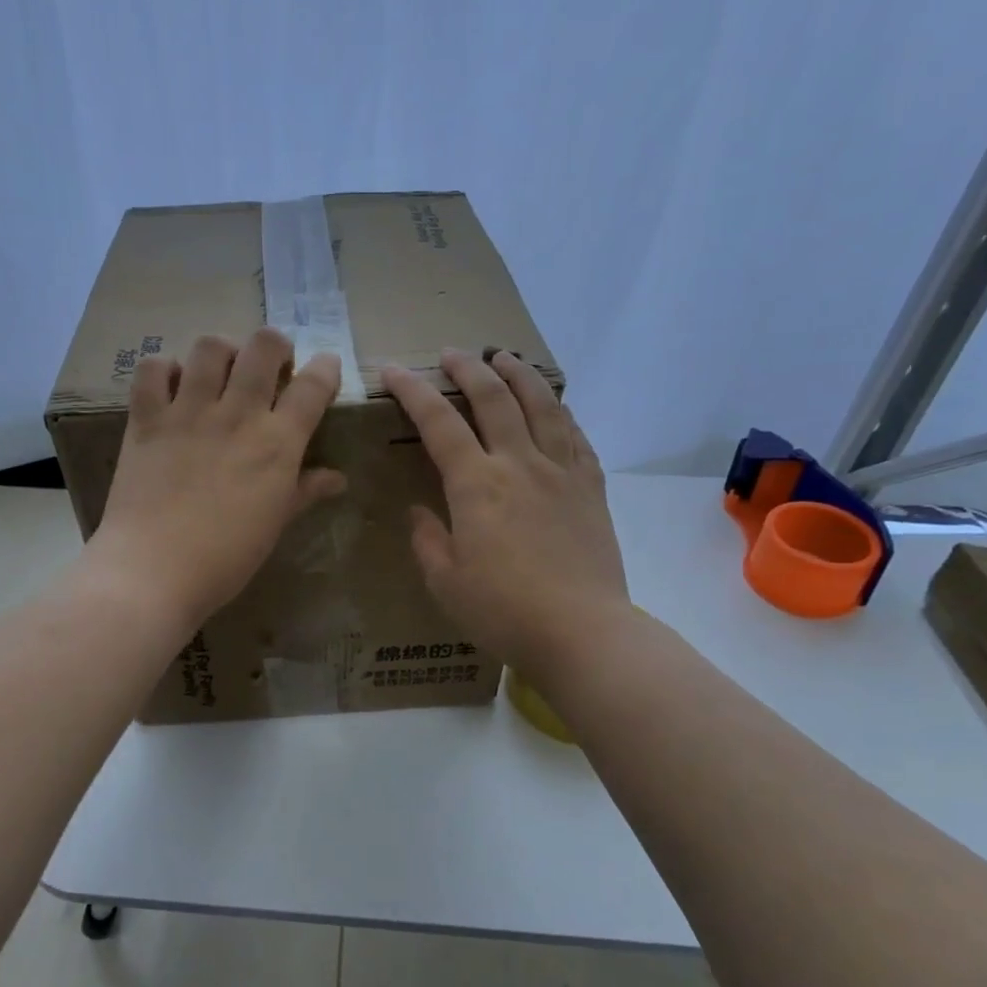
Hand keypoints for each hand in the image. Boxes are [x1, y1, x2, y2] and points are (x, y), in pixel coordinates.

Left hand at [93, 329, 344, 627]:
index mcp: (277, 444)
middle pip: (264, 347)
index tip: (325, 369)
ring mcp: (188, 412)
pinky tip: (172, 386)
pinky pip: (153, 370)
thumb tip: (337, 478)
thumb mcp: (274, 525)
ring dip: (223, 351)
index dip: (325, 368)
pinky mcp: (146, 419)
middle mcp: (237, 415)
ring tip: (221, 371)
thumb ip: (304, 492)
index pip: (313, 386)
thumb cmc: (225, 558)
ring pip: (211, 346)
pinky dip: (165, 369)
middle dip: (275, 346)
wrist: (153, 571)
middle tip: (270, 368)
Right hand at [382, 349, 628, 678]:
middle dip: (469, 368)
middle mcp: (519, 464)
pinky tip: (555, 406)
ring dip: (520, 374)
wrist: (583, 632)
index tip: (395, 371)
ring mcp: (561, 472)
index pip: (439, 423)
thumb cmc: (504, 611)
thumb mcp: (445, 582)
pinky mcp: (591, 488)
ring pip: (542, 405)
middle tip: (452, 354)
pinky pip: (576, 436)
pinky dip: (561, 412)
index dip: (414, 391)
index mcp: (477, 485)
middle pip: (494, 398)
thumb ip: (428, 540)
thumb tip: (420, 512)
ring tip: (505, 356)